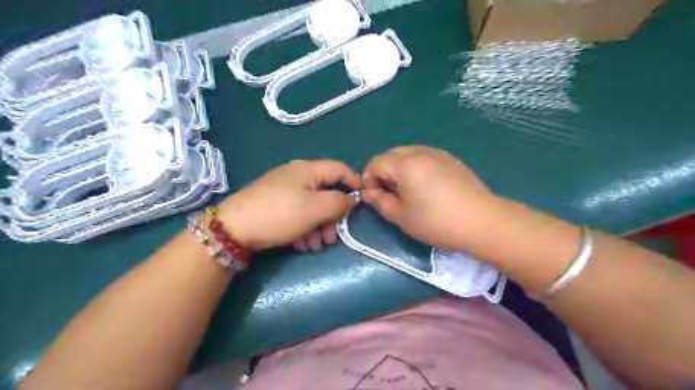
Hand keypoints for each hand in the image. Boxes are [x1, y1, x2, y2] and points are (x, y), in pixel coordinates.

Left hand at [216, 160, 361, 250]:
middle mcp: (296, 176)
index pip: (339, 169)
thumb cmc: (280, 214)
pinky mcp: (274, 204)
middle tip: (333, 237)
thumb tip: (352, 198)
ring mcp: (283, 190)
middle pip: (325, 192)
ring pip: (311, 206)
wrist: (233, 229)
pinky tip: (301, 244)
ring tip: (316, 246)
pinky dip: (303, 228)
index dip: (354, 183)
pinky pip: (296, 213)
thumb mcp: (316, 208)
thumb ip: (339, 202)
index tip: (363, 202)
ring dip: (318, 227)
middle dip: (332, 216)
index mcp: (308, 170)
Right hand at [361, 144, 502, 248]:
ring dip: (398, 168)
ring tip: (406, 190)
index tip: (373, 196)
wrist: (482, 222)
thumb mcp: (402, 216)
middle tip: (388, 193)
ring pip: (407, 153)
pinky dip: (414, 166)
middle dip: (382, 172)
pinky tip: (424, 186)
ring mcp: (438, 153)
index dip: (368, 179)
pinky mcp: (451, 159)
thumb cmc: (437, 222)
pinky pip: (423, 156)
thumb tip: (369, 192)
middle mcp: (420, 152)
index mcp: (406, 164)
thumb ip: (380, 201)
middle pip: (391, 154)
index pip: (376, 162)